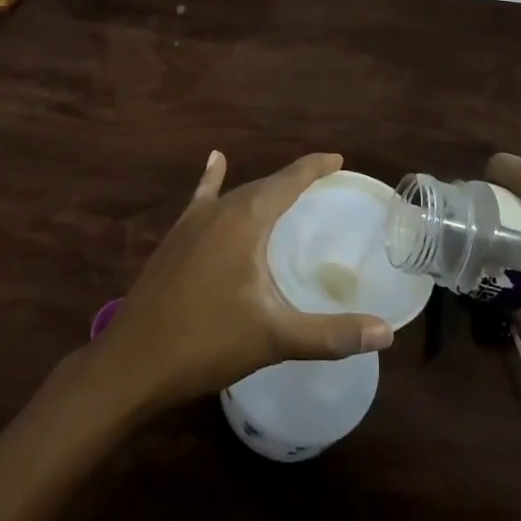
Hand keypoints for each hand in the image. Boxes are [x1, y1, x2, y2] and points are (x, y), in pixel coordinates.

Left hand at [95, 151, 393, 412]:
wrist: (133, 361)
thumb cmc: (206, 342)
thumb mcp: (274, 338)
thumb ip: (331, 334)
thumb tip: (387, 332)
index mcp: (245, 220)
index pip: (288, 181)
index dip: (314, 168)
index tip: (338, 158)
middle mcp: (219, 210)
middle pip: (264, 185)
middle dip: (294, 180)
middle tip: (323, 181)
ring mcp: (192, 222)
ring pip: (236, 194)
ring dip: (263, 189)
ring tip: (287, 187)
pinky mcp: (176, 239)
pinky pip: (203, 199)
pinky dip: (213, 181)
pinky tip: (215, 162)